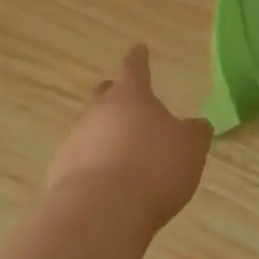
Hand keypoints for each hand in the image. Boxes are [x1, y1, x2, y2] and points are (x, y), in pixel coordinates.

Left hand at [45, 45, 211, 229]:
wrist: (102, 210)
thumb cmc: (154, 167)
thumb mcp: (190, 148)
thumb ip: (194, 133)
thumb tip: (197, 125)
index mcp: (131, 97)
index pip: (135, 68)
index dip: (139, 58)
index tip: (138, 48)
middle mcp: (98, 112)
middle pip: (105, 97)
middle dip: (116, 97)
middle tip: (127, 103)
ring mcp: (75, 141)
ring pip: (92, 131)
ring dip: (107, 139)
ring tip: (126, 160)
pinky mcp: (61, 173)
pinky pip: (82, 163)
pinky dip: (95, 169)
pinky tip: (109, 188)